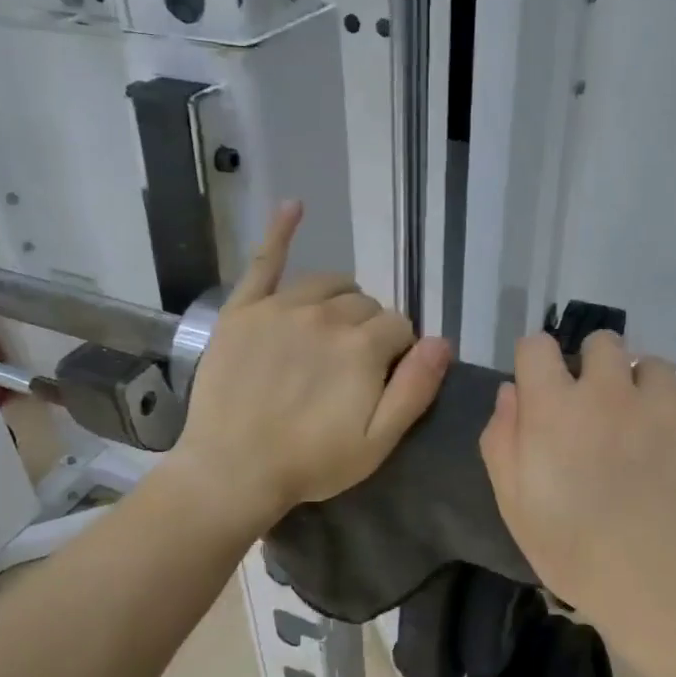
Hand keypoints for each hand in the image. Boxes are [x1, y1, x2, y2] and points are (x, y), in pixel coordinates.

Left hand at [167, 203, 451, 530]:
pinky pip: (264, 261)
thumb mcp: (378, 441)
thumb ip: (415, 388)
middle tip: (350, 368)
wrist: (233, 470)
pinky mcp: (243, 310)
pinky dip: (281, 231)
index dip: (397, 352)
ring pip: (327, 284)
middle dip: (368, 330)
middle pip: (364, 305)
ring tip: (331, 330)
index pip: (399, 327)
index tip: (381, 378)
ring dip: (340, 299)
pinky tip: (293, 206)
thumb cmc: (311, 462)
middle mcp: (325, 315)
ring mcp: (281, 308)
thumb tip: (442, 341)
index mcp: (363, 346)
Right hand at [480, 331, 675, 624]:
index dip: (537, 363)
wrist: (667, 587)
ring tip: (650, 431)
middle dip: (596, 367)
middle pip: (602, 342)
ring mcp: (665, 402)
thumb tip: (511, 391)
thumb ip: (502, 439)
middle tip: (601, 411)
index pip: (536, 346)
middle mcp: (608, 389)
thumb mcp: (514, 505)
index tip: (544, 389)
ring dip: (644, 389)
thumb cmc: (576, 552)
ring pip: (653, 366)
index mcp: (554, 407)